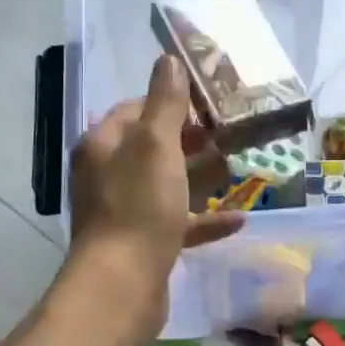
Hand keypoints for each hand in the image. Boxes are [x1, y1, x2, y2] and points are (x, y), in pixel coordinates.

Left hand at [66, 55, 241, 327]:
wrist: (122, 285)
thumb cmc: (139, 206)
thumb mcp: (155, 145)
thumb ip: (164, 102)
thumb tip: (168, 60)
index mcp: (104, 145)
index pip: (136, 109)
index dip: (171, 102)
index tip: (208, 105)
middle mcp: (109, 174)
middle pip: (154, 147)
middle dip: (191, 140)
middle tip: (230, 136)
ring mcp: (126, 211)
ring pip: (167, 185)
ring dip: (201, 177)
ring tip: (237, 169)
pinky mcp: (144, 243)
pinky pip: (178, 223)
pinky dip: (205, 219)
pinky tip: (239, 219)